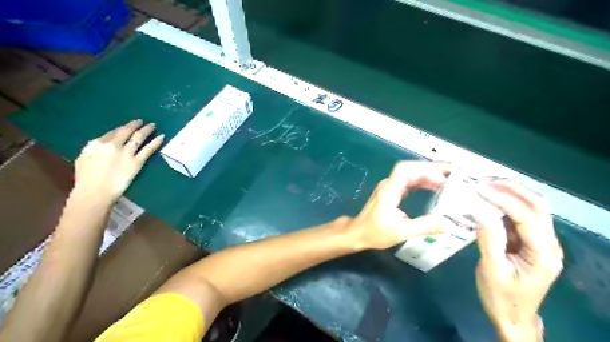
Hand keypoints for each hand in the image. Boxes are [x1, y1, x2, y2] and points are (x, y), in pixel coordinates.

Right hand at [70, 119, 163, 205]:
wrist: (95, 192)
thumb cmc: (86, 178)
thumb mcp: (83, 158)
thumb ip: (94, 149)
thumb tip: (103, 144)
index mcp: (97, 143)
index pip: (113, 132)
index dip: (122, 128)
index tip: (128, 126)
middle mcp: (113, 145)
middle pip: (126, 131)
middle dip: (135, 124)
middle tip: (142, 121)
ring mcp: (126, 153)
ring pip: (139, 137)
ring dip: (147, 129)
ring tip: (153, 125)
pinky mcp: (137, 162)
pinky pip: (148, 149)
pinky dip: (156, 142)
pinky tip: (162, 136)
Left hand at [348, 162, 451, 248]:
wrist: (358, 233)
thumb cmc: (375, 232)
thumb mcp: (401, 232)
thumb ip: (424, 226)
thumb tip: (448, 223)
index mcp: (389, 190)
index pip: (405, 169)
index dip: (424, 167)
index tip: (443, 171)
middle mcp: (389, 185)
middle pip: (410, 170)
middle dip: (431, 169)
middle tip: (453, 173)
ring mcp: (389, 188)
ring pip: (410, 176)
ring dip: (427, 176)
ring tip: (448, 181)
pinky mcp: (391, 193)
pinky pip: (408, 183)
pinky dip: (421, 183)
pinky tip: (433, 188)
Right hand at [477, 181, 561, 339]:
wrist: (512, 316)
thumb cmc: (501, 297)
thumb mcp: (492, 271)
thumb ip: (489, 241)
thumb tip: (480, 214)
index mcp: (543, 254)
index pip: (526, 217)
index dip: (503, 199)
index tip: (479, 188)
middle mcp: (547, 243)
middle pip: (537, 206)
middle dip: (513, 189)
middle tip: (485, 180)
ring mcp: (539, 242)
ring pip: (531, 208)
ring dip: (510, 193)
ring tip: (486, 184)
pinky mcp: (527, 241)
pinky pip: (518, 217)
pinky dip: (504, 204)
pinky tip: (488, 200)